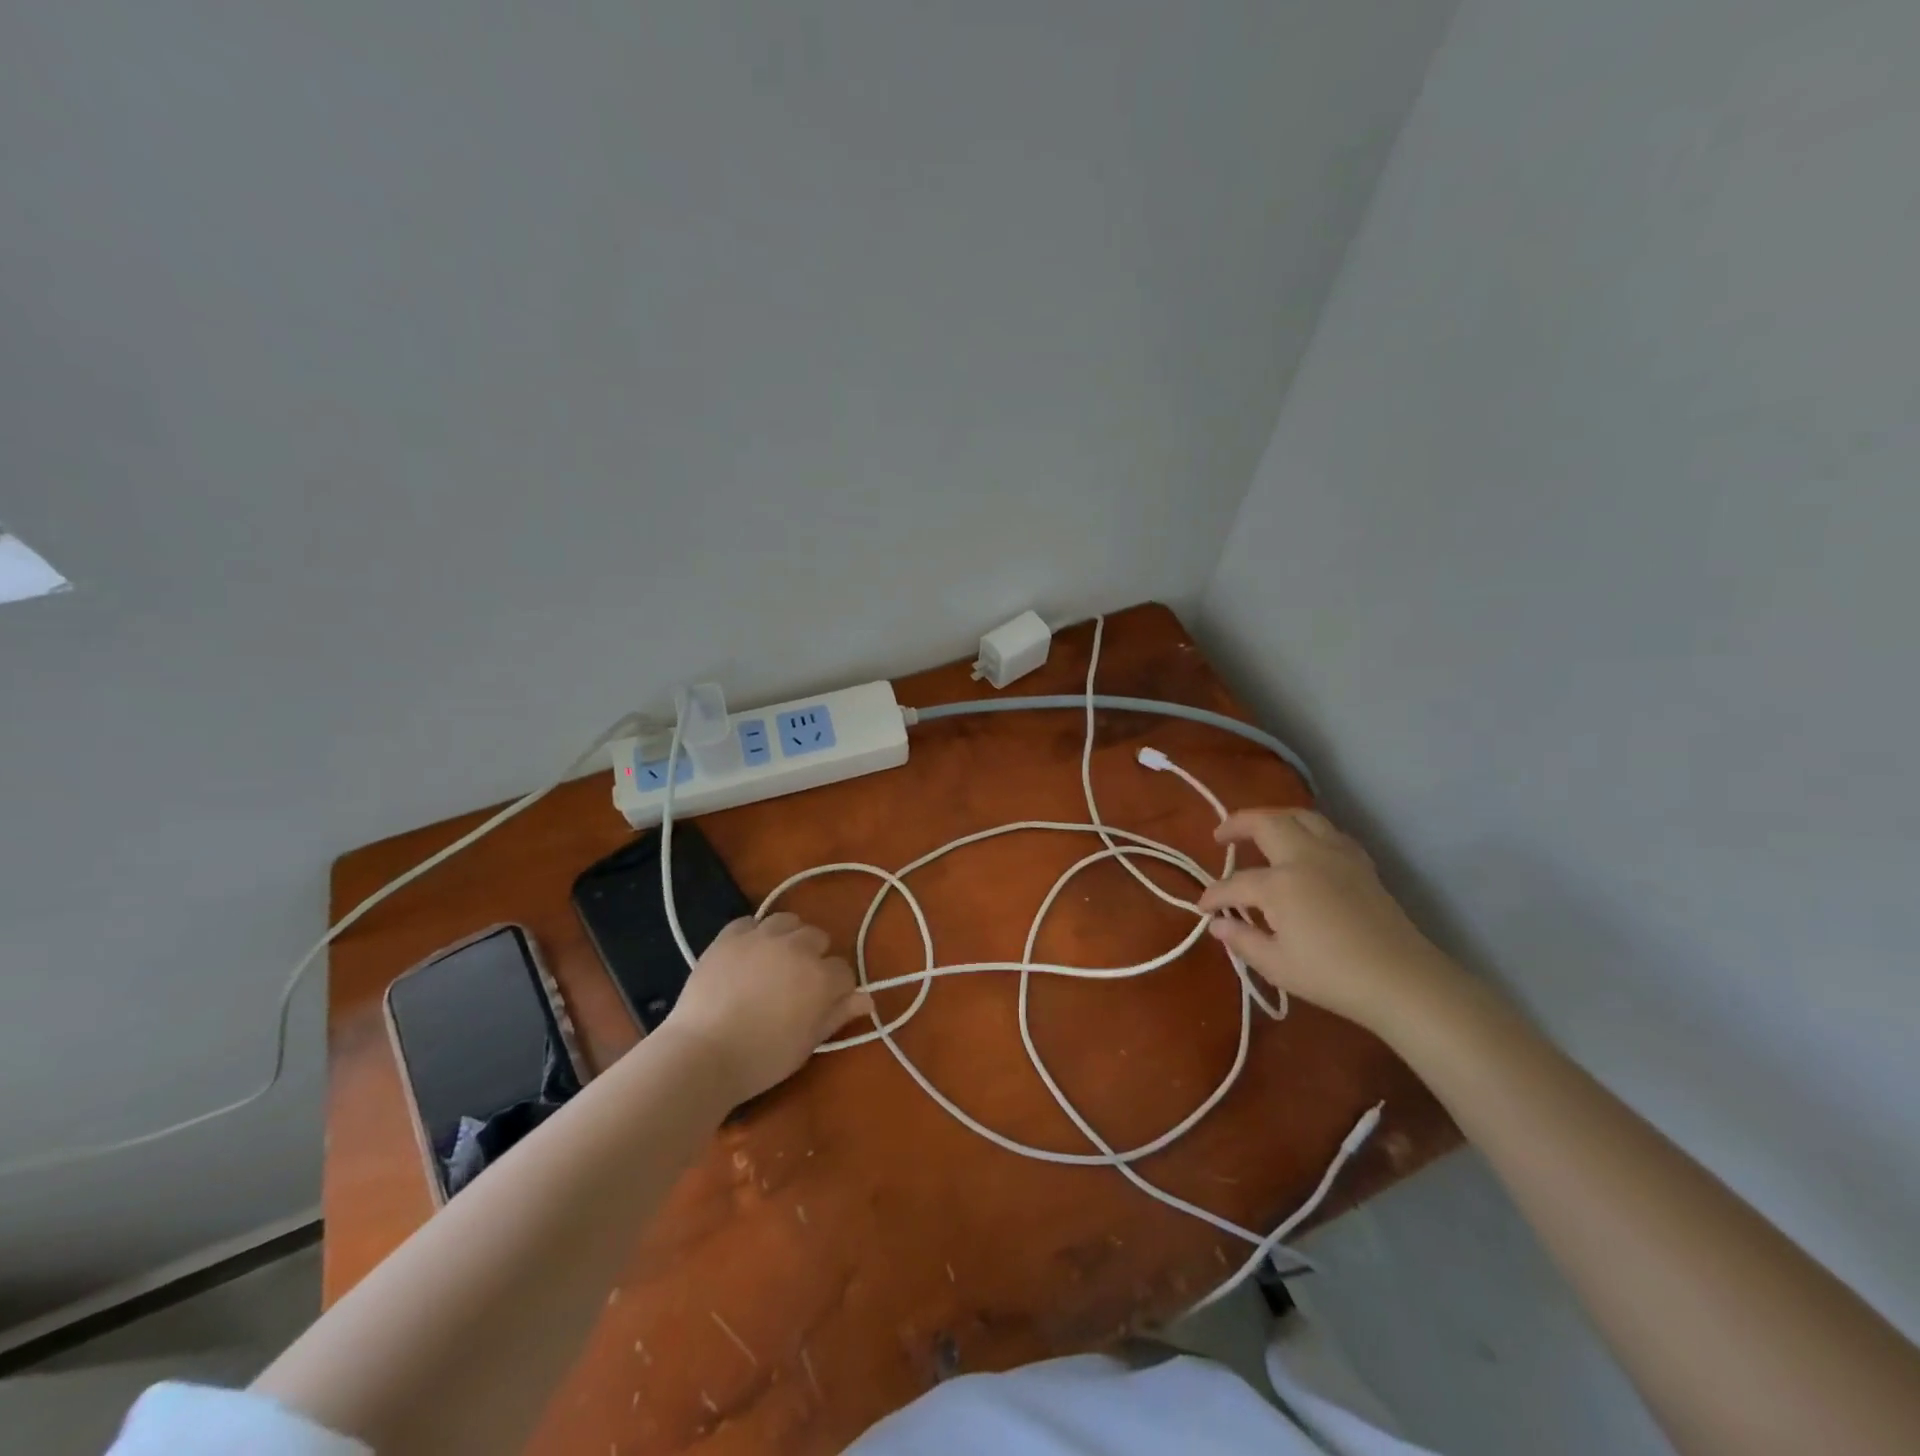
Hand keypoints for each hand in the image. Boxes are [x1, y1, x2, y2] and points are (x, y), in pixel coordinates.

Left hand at [658, 913, 871, 1102]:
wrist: (702, 1055)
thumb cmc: (761, 1058)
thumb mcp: (807, 1043)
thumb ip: (838, 1015)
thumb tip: (867, 999)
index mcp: (821, 977)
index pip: (844, 971)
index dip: (836, 988)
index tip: (822, 1003)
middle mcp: (797, 947)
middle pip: (818, 938)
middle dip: (814, 957)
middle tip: (795, 984)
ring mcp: (762, 936)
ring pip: (787, 921)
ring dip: (787, 937)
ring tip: (774, 960)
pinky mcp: (730, 936)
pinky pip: (749, 922)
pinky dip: (753, 934)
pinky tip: (746, 955)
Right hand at [1197, 808, 1460, 1034]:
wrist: (1401, 980)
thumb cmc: (1332, 976)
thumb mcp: (1277, 965)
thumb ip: (1242, 940)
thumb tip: (1218, 924)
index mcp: (1280, 884)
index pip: (1235, 883)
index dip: (1214, 895)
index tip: (1203, 907)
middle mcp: (1305, 857)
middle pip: (1266, 823)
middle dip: (1237, 824)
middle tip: (1221, 836)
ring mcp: (1336, 855)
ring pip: (1300, 816)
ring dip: (1274, 817)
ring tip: (1259, 829)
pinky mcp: (1360, 862)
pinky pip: (1327, 831)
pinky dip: (1307, 830)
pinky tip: (1303, 846)